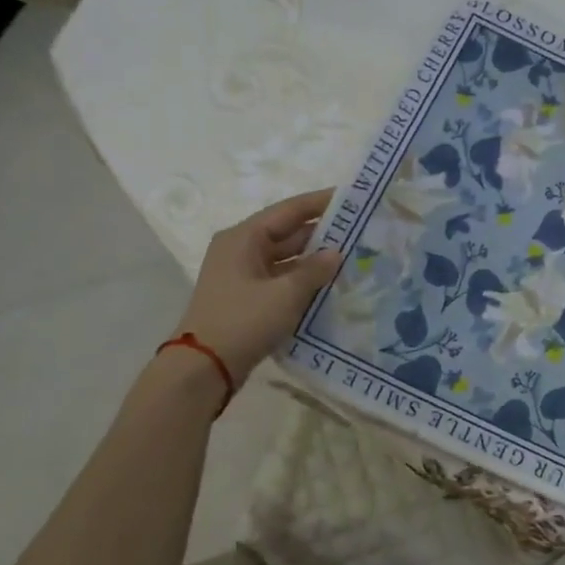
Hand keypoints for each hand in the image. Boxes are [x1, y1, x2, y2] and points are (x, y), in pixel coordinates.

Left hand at [175, 189, 342, 385]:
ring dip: (314, 259)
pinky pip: (281, 279)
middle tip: (360, 231)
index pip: (288, 211)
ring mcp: (242, 275)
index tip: (351, 197)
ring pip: (285, 258)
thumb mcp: (286, 294)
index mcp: (243, 238)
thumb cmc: (244, 321)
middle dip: (321, 233)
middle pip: (287, 233)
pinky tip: (329, 285)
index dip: (320, 203)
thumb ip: (314, 270)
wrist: (205, 366)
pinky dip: (303, 279)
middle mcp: (240, 249)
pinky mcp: (247, 297)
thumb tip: (336, 253)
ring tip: (351, 257)